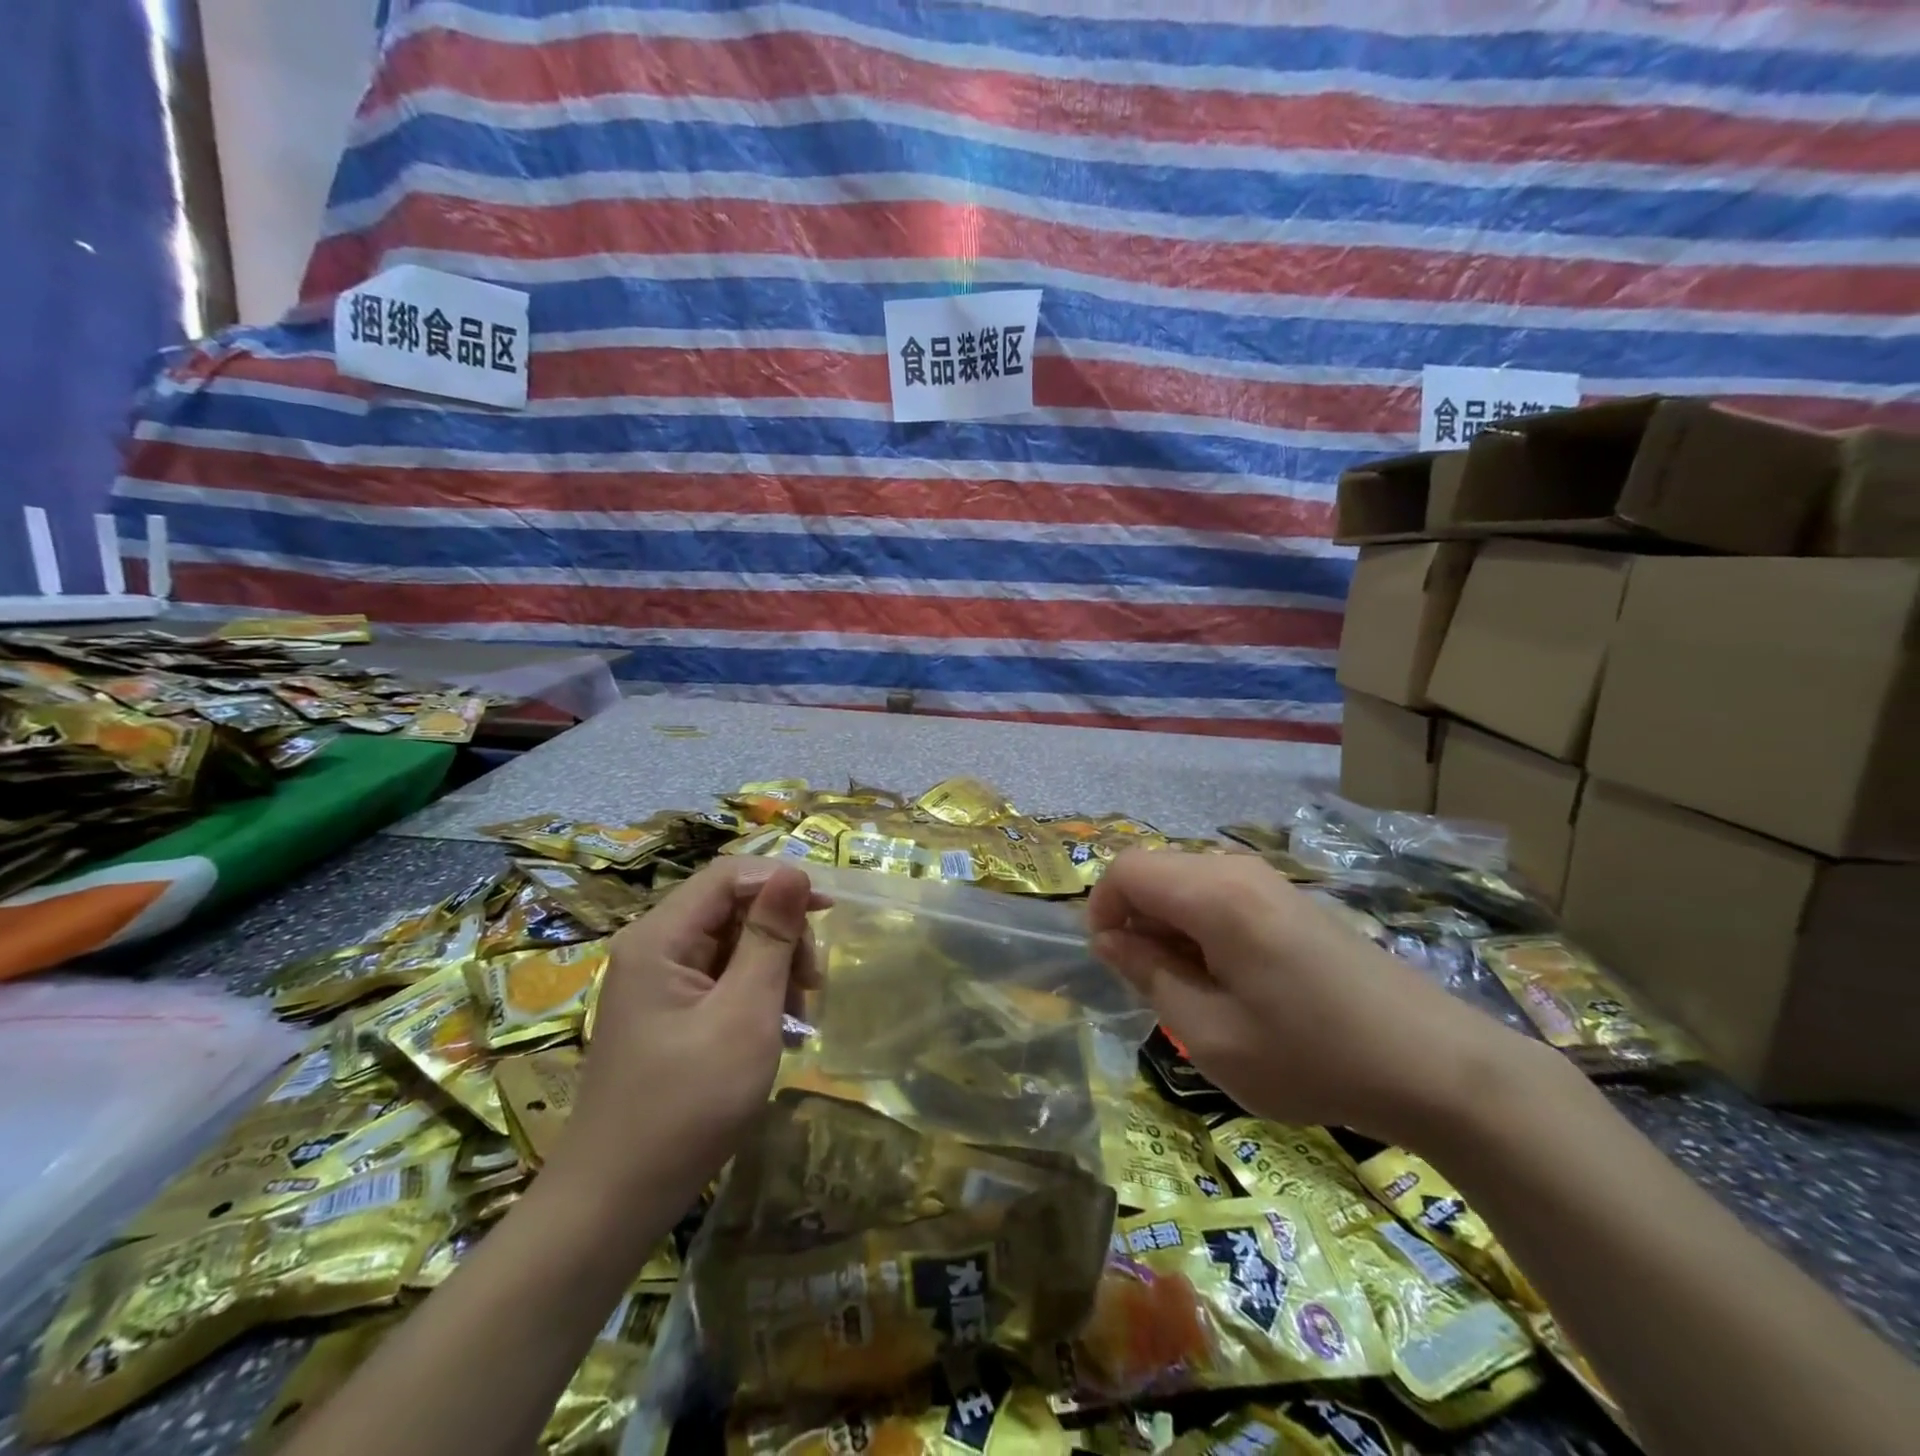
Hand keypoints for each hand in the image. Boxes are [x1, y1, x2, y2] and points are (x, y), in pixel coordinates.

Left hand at [547, 859, 824, 1215]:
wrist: (613, 1204)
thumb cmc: (686, 1106)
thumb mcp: (744, 1015)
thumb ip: (770, 938)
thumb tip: (793, 871)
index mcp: (660, 938)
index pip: (729, 876)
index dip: (781, 882)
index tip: (828, 914)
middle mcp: (653, 948)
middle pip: (730, 907)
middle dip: (780, 933)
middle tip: (812, 982)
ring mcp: (657, 983)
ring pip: (730, 943)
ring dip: (772, 966)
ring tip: (799, 1013)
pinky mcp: (666, 1013)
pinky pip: (719, 978)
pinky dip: (754, 993)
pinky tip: (777, 1028)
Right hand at [1087, 849, 1530, 1142]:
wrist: (1437, 1066)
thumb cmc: (1313, 1056)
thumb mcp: (1211, 1035)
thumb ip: (1149, 977)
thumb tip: (1110, 941)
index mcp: (1214, 895)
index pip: (1126, 871)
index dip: (1101, 910)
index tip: (1111, 965)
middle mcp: (1238, 870)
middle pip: (1156, 873)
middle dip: (1135, 921)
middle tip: (1154, 987)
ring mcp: (1270, 881)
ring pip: (1187, 884)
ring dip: (1169, 928)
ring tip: (1195, 991)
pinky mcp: (1292, 899)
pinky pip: (1221, 895)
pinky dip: (1202, 928)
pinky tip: (1234, 981)